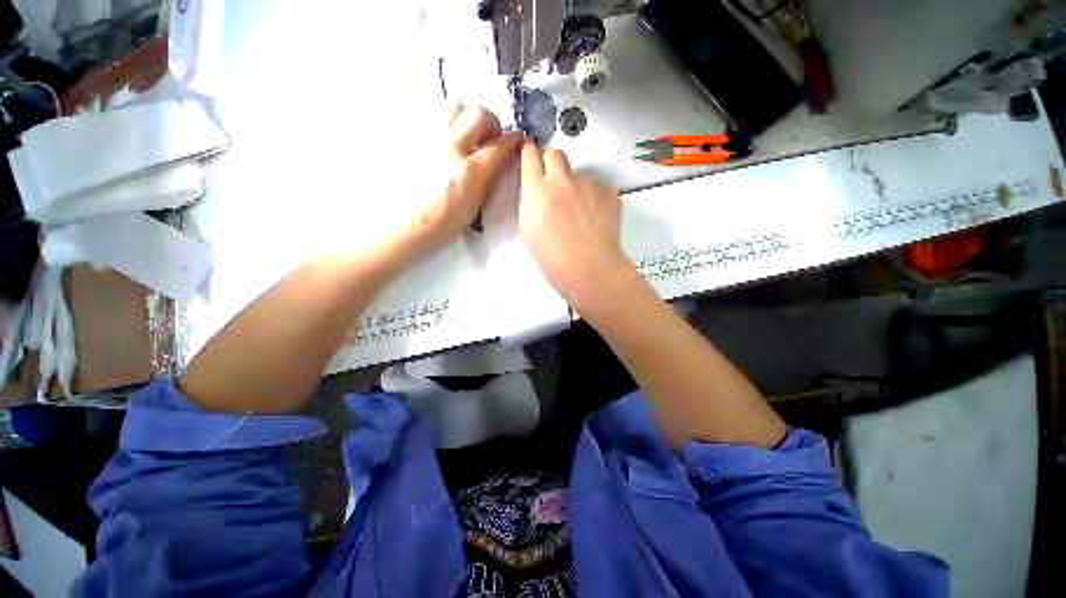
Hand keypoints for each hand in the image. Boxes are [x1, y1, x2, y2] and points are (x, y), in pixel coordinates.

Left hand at [405, 104, 521, 253]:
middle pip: (478, 114)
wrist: (399, 225)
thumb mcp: (473, 208)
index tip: (516, 139)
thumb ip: (486, 180)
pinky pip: (428, 112)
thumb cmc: (440, 225)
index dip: (512, 140)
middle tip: (488, 138)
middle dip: (490, 123)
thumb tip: (494, 162)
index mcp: (469, 172)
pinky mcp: (407, 135)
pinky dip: (440, 120)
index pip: (499, 145)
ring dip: (464, 118)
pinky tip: (439, 137)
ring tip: (462, 135)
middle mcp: (449, 147)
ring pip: (452, 106)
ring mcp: (425, 137)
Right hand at [519, 142, 632, 311]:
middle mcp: (561, 180)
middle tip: (557, 184)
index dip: (530, 151)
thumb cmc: (552, 258)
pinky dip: (595, 199)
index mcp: (536, 190)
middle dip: (553, 164)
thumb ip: (531, 204)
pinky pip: (598, 188)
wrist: (588, 267)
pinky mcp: (608, 191)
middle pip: (556, 154)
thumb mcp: (528, 231)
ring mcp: (587, 183)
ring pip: (580, 175)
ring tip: (582, 215)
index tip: (530, 150)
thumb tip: (539, 194)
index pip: (530, 156)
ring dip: (577, 188)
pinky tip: (596, 220)